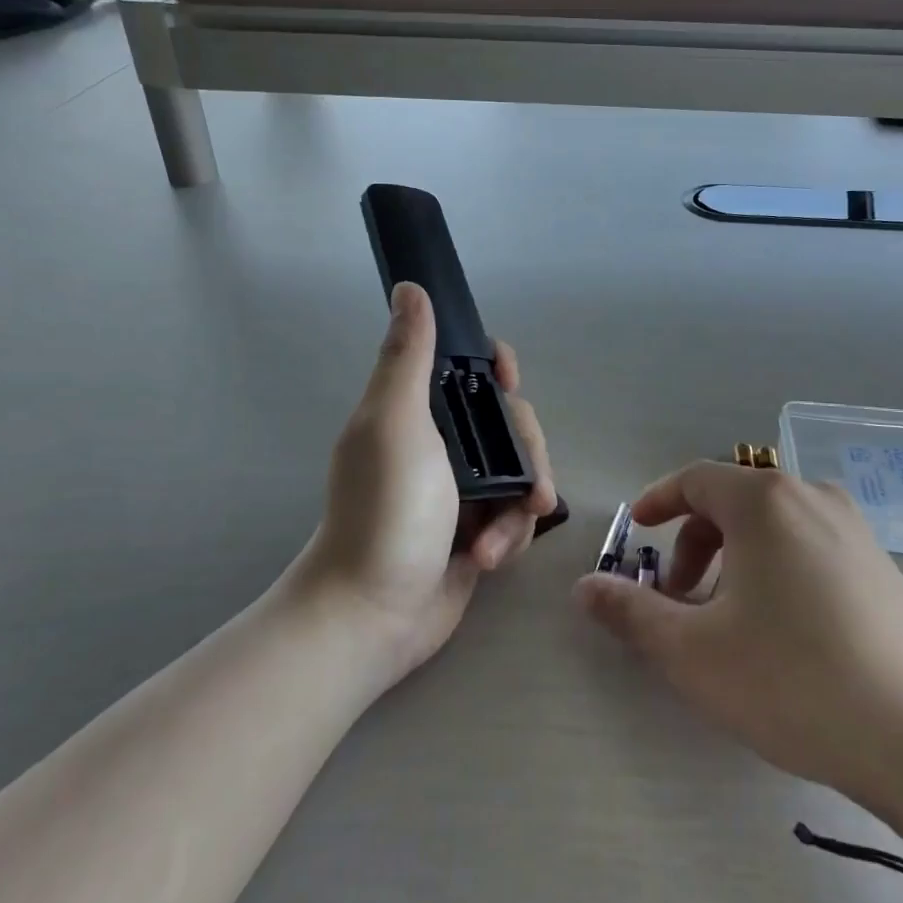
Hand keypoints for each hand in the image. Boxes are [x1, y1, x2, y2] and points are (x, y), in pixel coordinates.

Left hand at [288, 283, 557, 689]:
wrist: (372, 614)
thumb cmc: (385, 511)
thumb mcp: (395, 424)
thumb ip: (408, 356)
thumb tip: (409, 288)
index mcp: (418, 412)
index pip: (467, 369)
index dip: (496, 368)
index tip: (510, 381)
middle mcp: (442, 446)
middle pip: (511, 424)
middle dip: (528, 455)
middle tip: (530, 487)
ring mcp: (461, 491)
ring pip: (522, 472)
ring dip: (520, 505)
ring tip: (497, 541)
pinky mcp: (477, 532)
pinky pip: (516, 517)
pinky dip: (510, 537)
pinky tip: (488, 561)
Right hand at [575, 462, 902, 849]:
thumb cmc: (793, 681)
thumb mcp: (693, 653)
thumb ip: (630, 612)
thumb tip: (584, 587)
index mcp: (765, 502)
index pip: (695, 479)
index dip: (657, 501)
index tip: (636, 532)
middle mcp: (812, 497)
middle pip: (733, 502)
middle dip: (694, 543)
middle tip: (679, 599)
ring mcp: (856, 530)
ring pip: (773, 526)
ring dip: (735, 559)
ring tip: (728, 619)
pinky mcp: (883, 566)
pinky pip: (810, 546)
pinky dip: (776, 568)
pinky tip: (782, 629)